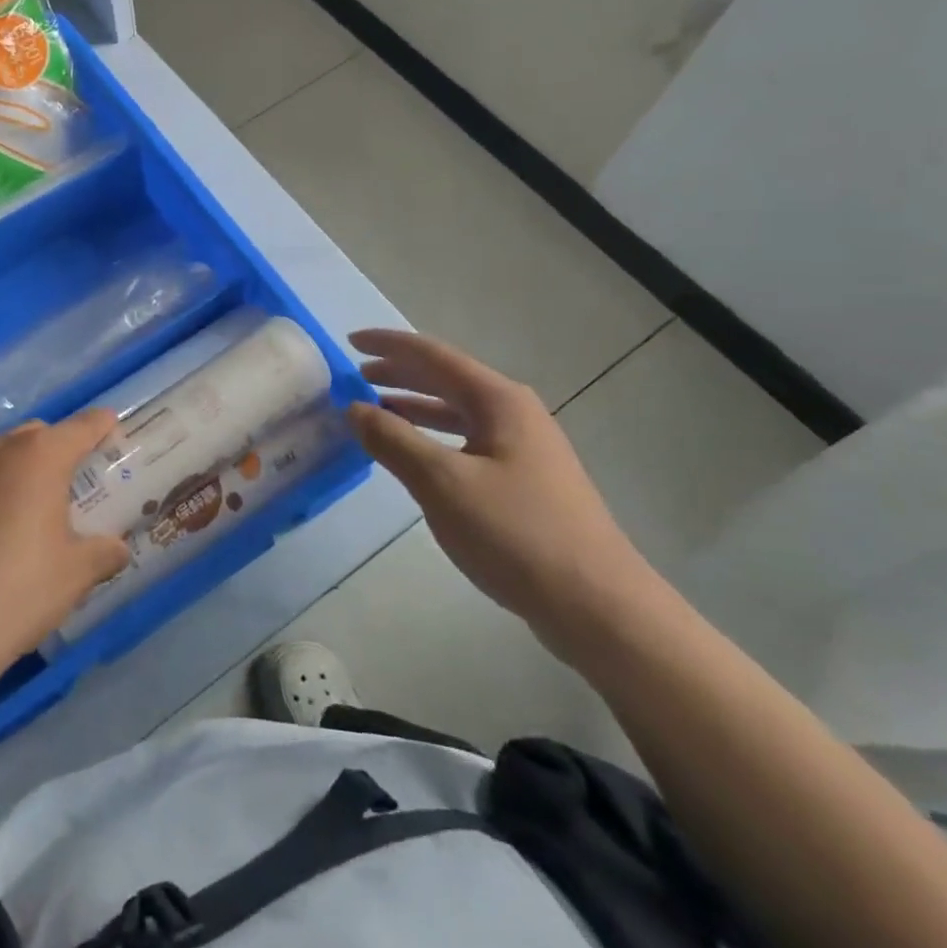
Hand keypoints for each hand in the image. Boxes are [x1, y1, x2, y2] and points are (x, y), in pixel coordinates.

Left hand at [0, 411, 131, 691]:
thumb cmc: (16, 596)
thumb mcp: (75, 577)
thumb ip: (104, 553)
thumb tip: (118, 547)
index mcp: (39, 458)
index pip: (81, 428)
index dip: (98, 425)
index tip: (107, 425)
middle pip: (28, 435)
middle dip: (44, 452)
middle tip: (50, 488)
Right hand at [346, 329, 661, 662]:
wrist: (597, 606)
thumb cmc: (516, 533)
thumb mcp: (442, 483)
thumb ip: (393, 440)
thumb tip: (353, 407)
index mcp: (498, 400)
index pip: (433, 355)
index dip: (388, 345)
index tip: (349, 341)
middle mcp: (513, 413)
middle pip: (446, 379)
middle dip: (399, 372)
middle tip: (355, 374)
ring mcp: (523, 448)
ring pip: (457, 412)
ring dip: (414, 406)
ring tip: (375, 409)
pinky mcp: (525, 481)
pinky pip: (466, 441)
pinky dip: (433, 437)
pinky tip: (414, 455)